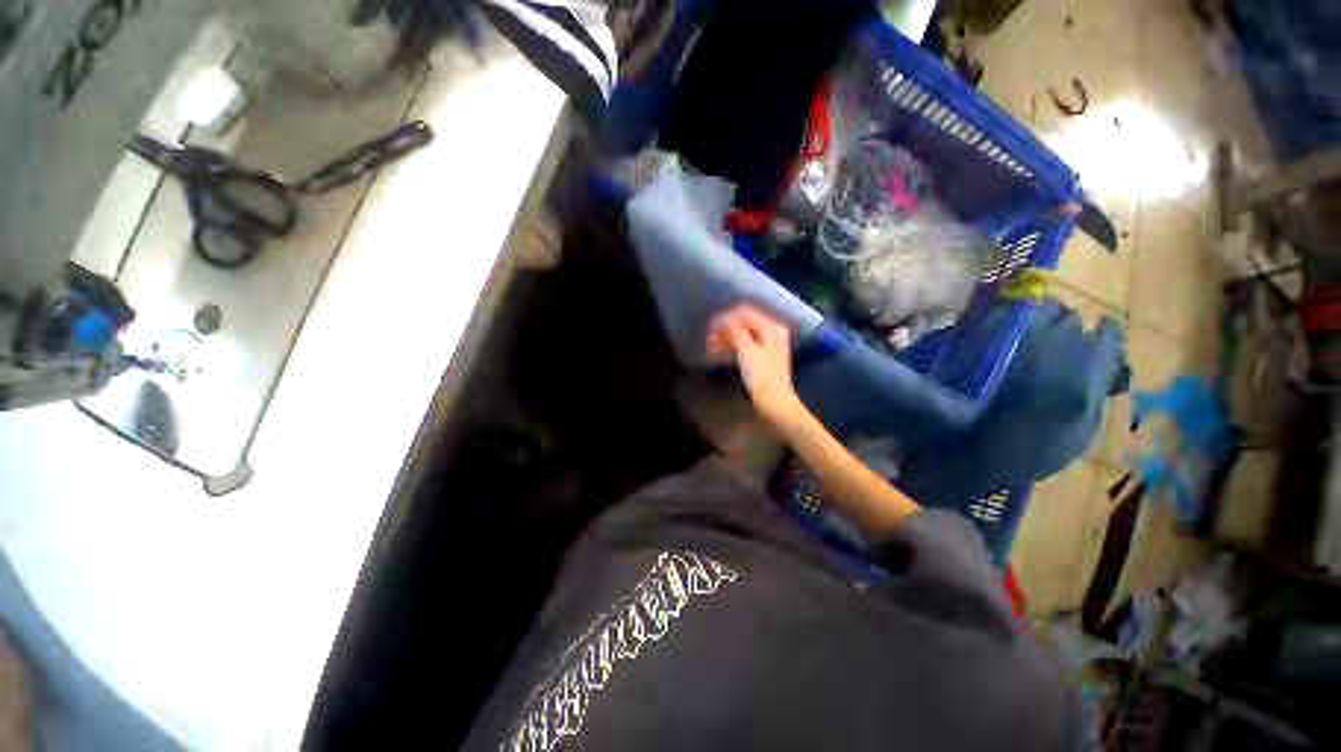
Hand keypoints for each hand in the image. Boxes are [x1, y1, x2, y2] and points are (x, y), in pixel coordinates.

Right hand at [707, 304, 802, 423]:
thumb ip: (735, 331)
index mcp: (772, 328)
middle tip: (708, 339)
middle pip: (743, 324)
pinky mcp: (762, 358)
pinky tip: (718, 354)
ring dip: (725, 339)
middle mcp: (772, 333)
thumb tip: (722, 318)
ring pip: (742, 335)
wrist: (774, 404)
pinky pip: (744, 346)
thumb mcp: (747, 351)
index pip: (745, 313)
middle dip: (724, 329)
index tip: (709, 328)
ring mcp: (767, 346)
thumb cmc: (761, 377)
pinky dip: (731, 348)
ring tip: (710, 348)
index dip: (726, 318)